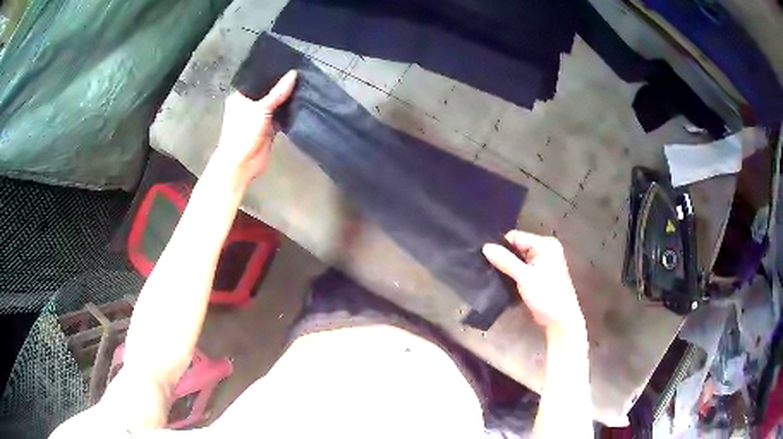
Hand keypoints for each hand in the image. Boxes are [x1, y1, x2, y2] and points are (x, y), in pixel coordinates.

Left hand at [210, 70, 297, 186]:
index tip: (289, 63)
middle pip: (268, 91)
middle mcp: (249, 105)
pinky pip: (280, 116)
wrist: (242, 164)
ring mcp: (259, 117)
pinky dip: (289, 112)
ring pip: (275, 104)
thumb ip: (278, 92)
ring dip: (287, 98)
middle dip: (282, 85)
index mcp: (240, 96)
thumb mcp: (261, 109)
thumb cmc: (244, 133)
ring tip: (305, 83)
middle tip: (301, 71)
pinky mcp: (268, 128)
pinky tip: (302, 101)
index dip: (272, 72)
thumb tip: (294, 74)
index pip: (258, 79)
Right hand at [483, 231, 584, 336]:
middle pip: (517, 246)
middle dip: (504, 256)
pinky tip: (502, 279)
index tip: (487, 258)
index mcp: (545, 244)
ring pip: (517, 258)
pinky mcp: (538, 274)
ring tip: (492, 274)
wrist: (559, 319)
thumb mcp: (525, 277)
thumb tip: (485, 247)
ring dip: (507, 266)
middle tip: (487, 267)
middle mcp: (545, 249)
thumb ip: (506, 261)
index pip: (516, 237)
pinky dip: (512, 272)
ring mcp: (542, 262)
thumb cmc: (546, 295)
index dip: (502, 246)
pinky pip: (521, 267)